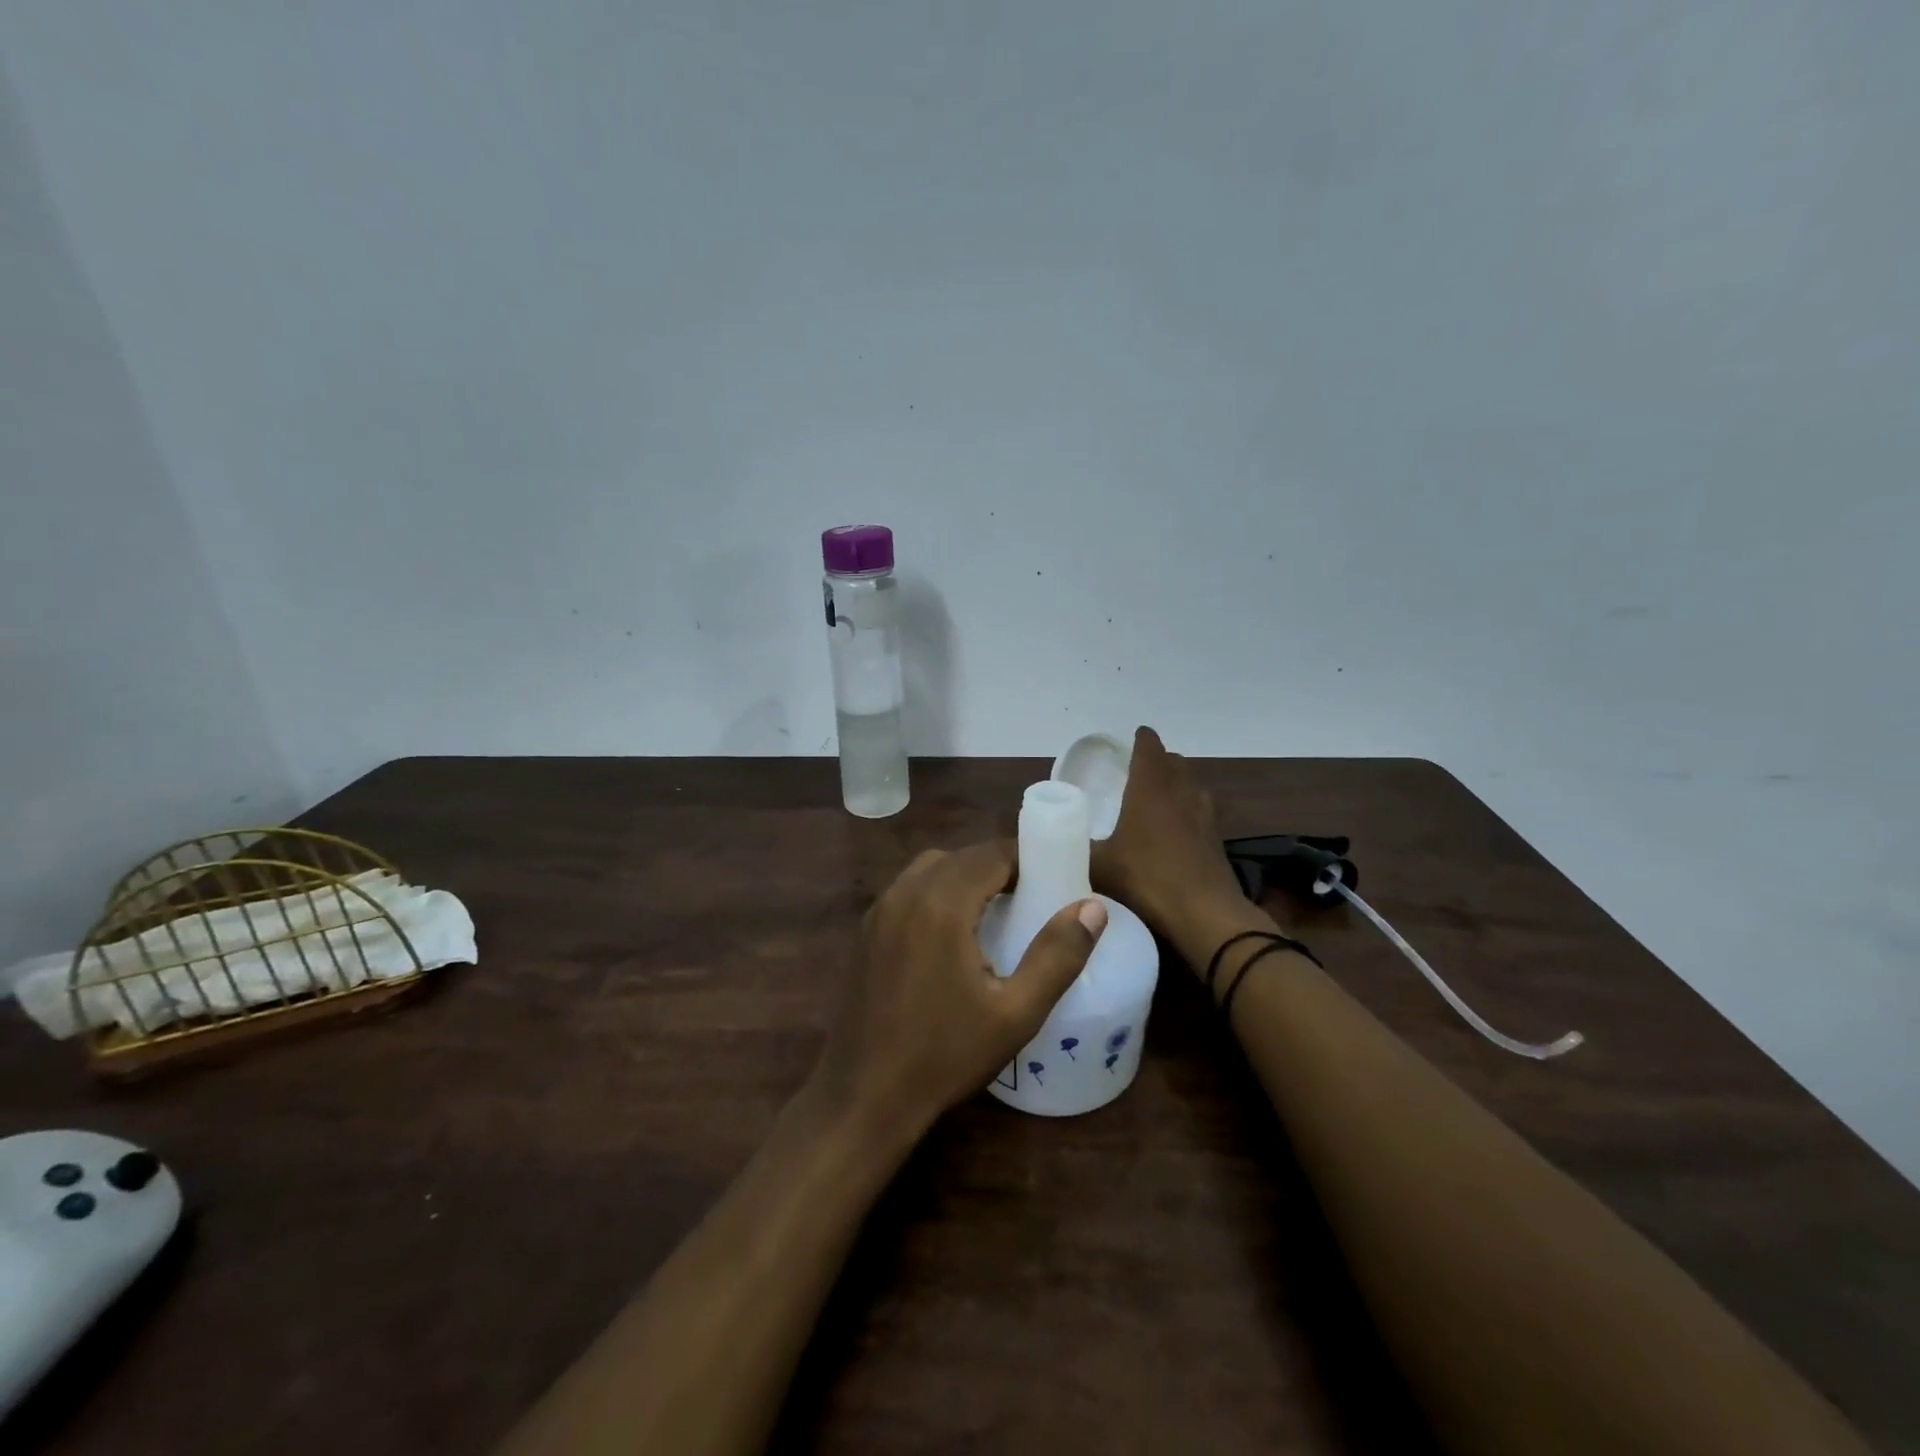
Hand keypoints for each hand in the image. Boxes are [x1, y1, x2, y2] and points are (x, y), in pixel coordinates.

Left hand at [809, 841, 1107, 1143]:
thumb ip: (1058, 955)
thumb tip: (1093, 907)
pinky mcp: (866, 929)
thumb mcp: (1017, 1013)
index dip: (1027, 858)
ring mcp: (880, 909)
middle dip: (999, 865)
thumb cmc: (946, 1055)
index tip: (1055, 875)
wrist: (865, 1094)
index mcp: (941, 904)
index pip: (992, 854)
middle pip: (962, 856)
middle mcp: (906, 892)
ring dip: (967, 875)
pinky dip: (937, 890)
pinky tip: (953, 930)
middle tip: (1033, 894)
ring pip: (932, 867)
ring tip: (997, 909)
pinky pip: (909, 888)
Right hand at [1090, 727, 1252, 960]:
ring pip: (1191, 785)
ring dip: (1176, 784)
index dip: (1141, 739)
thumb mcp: (1099, 866)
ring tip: (1156, 798)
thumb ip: (1075, 849)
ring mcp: (1204, 815)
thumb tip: (1051, 843)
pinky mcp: (1216, 840)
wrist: (1204, 914)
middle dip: (1157, 761)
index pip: (1150, 747)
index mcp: (1150, 787)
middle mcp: (1181, 792)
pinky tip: (1175, 832)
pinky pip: (1201, 811)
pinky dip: (1187, 811)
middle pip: (1174, 762)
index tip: (1131, 739)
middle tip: (1136, 771)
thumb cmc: (1147, 878)